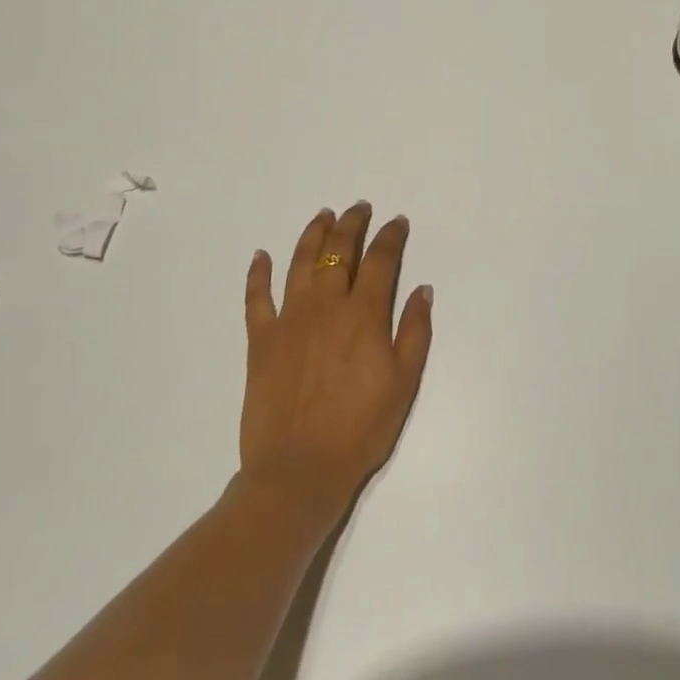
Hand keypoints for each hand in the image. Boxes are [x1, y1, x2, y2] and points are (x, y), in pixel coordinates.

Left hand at [240, 204, 433, 526]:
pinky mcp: (261, 339)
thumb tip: (423, 289)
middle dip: (352, 224)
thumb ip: (415, 331)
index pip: (381, 260)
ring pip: (301, 262)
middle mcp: (326, 305)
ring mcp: (290, 319)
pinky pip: (256, 297)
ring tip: (323, 215)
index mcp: (363, 314)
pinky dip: (257, 273)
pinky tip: (261, 255)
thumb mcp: (404, 383)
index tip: (397, 223)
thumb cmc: (360, 429)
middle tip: (359, 208)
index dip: (391, 236)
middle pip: (339, 251)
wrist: (298, 471)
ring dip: (313, 234)